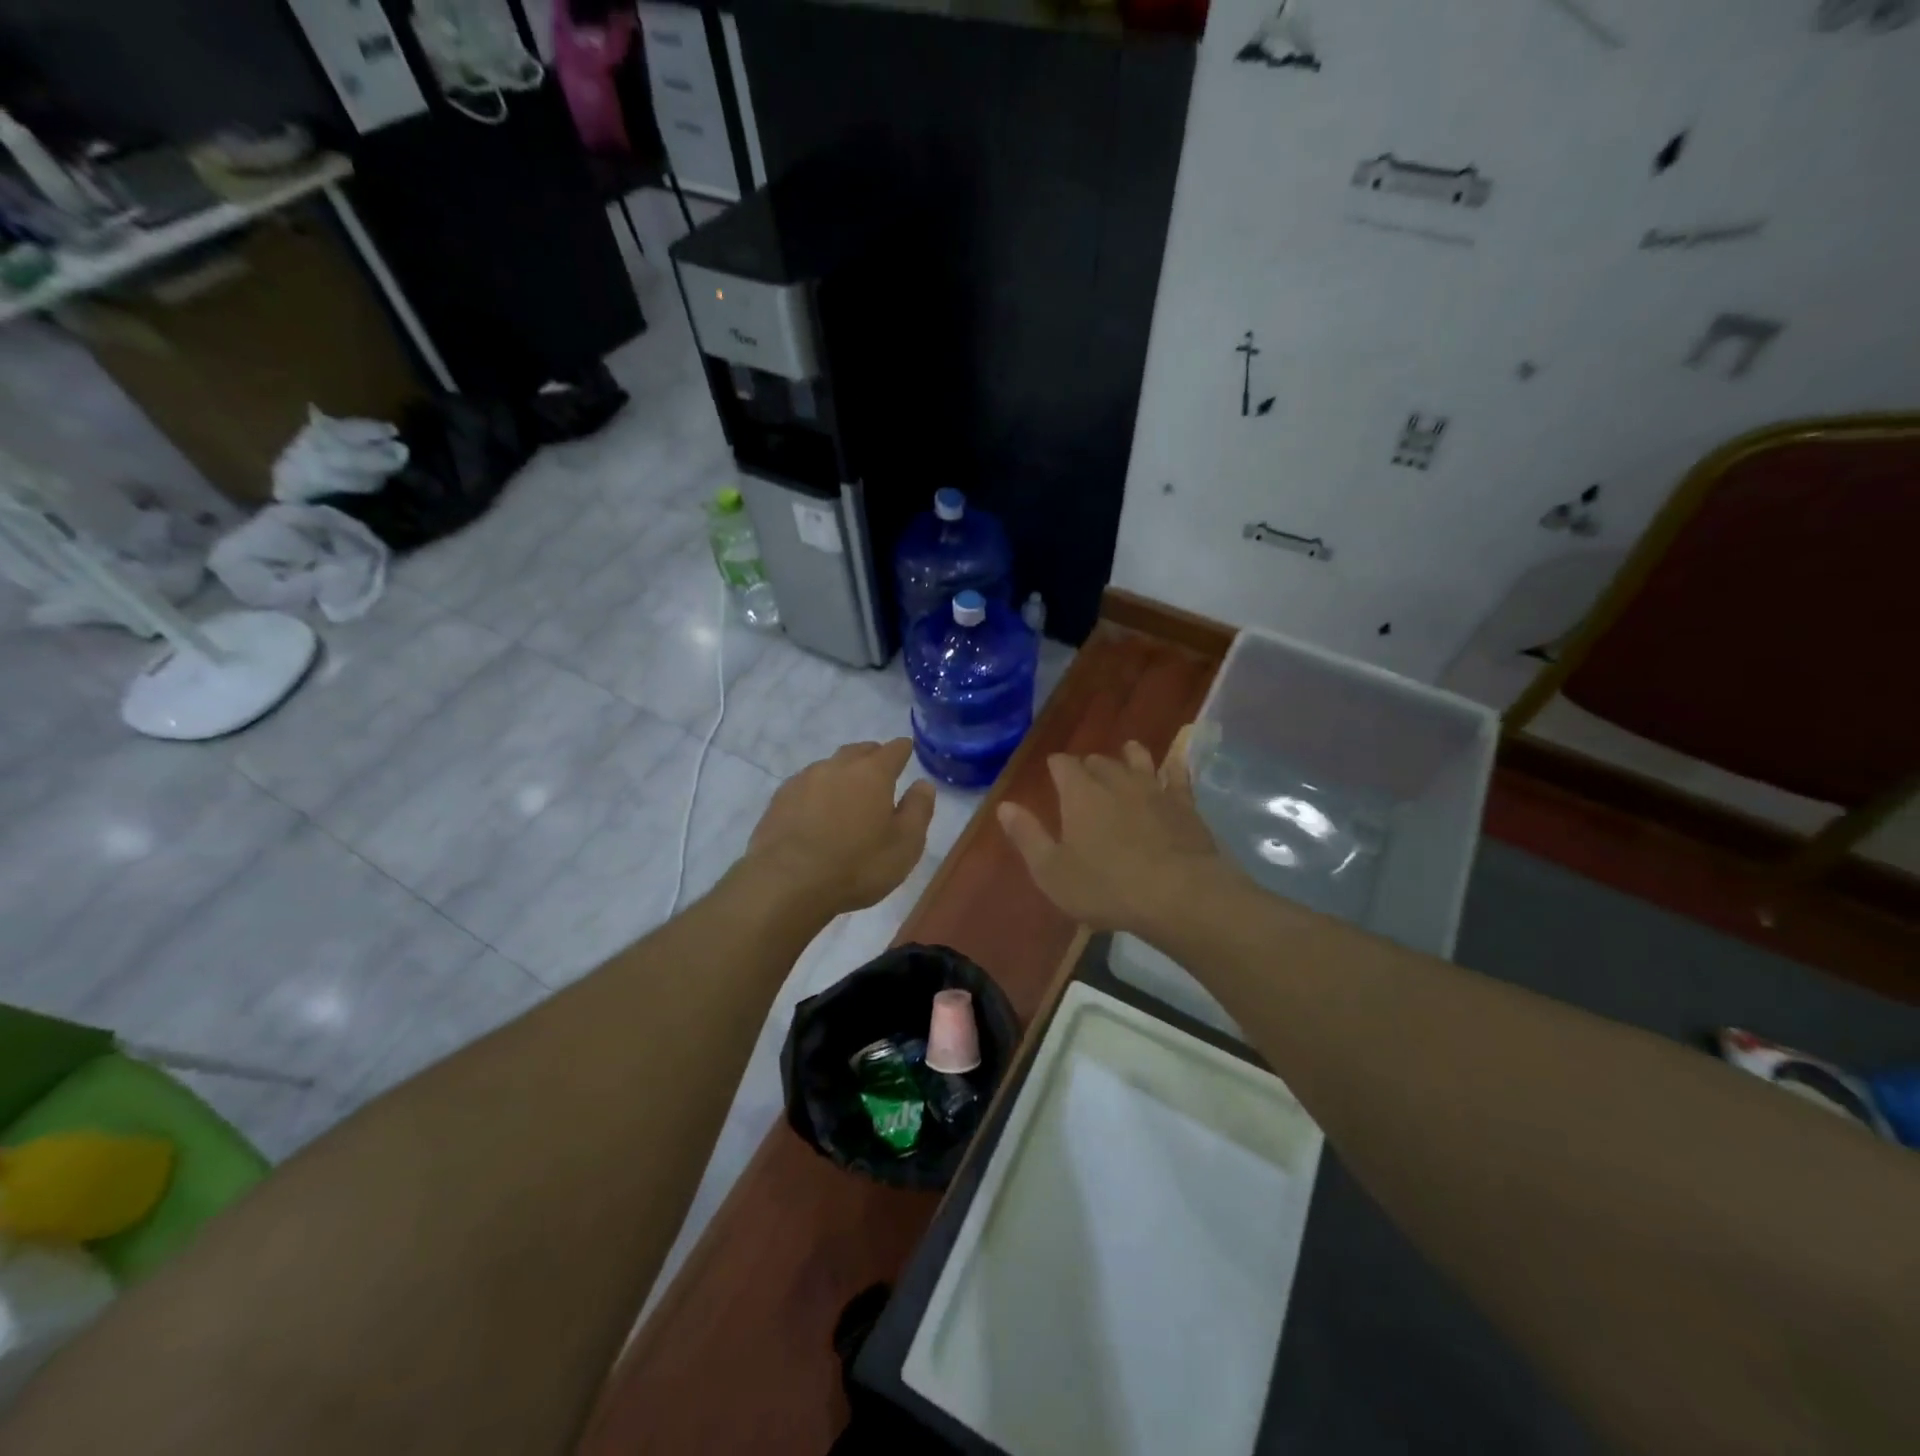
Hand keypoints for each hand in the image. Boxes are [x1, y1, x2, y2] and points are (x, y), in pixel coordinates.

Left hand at [744, 738, 935, 918]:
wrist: (786, 883)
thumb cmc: (856, 865)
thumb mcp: (904, 845)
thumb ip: (918, 810)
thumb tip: (923, 784)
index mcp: (872, 773)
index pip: (893, 750)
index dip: (903, 750)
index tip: (907, 751)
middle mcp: (837, 767)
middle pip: (859, 751)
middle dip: (872, 757)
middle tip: (879, 772)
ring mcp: (803, 780)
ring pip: (829, 767)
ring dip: (842, 775)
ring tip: (847, 796)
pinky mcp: (779, 800)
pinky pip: (805, 786)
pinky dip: (817, 793)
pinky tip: (816, 812)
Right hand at [996, 727, 1230, 934]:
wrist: (1179, 894)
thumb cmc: (1106, 887)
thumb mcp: (1052, 871)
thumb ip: (1027, 836)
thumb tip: (1004, 806)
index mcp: (1079, 794)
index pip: (1062, 765)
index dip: (1056, 766)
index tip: (1053, 771)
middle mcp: (1115, 781)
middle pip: (1098, 761)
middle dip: (1088, 766)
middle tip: (1084, 778)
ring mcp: (1153, 789)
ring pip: (1138, 759)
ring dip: (1129, 756)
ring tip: (1126, 756)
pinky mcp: (1184, 804)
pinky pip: (1178, 774)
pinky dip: (1175, 764)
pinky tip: (1176, 759)